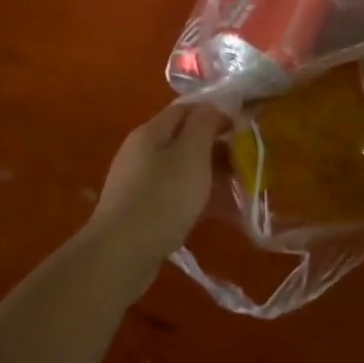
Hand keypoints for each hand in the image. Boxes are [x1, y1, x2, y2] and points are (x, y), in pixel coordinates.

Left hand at [87, 103, 227, 262]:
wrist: (120, 254)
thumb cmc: (162, 198)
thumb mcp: (191, 153)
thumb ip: (204, 124)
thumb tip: (213, 109)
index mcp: (150, 132)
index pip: (187, 109)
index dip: (216, 114)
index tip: (242, 130)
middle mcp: (140, 151)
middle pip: (183, 139)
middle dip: (215, 148)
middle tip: (243, 165)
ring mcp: (137, 182)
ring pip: (181, 169)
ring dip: (209, 175)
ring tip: (236, 192)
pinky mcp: (138, 210)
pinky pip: (173, 194)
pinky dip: (196, 197)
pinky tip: (214, 213)